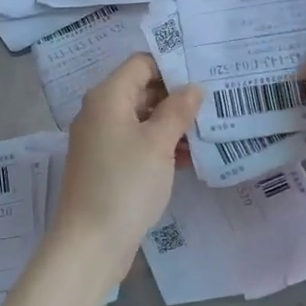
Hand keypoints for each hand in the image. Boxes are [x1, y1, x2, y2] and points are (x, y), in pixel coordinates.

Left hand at [52, 54, 202, 269]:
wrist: (90, 242)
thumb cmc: (125, 184)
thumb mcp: (158, 143)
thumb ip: (178, 110)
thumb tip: (193, 87)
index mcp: (107, 97)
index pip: (140, 63)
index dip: (171, 65)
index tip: (204, 74)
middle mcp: (99, 113)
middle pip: (141, 90)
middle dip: (176, 96)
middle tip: (215, 103)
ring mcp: (101, 141)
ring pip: (141, 119)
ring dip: (171, 124)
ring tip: (209, 131)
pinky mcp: (107, 166)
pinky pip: (136, 143)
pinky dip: (160, 145)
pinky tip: (189, 157)